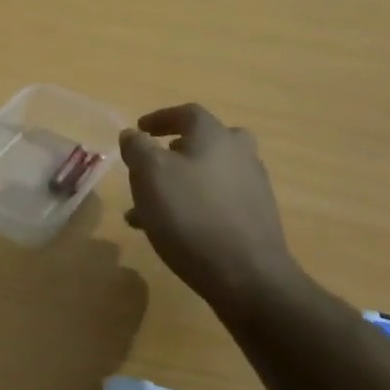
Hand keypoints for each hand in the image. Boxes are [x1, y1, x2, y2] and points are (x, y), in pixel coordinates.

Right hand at [120, 104, 305, 311]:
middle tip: (156, 163)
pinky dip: (195, 206)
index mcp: (214, 136)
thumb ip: (137, 147)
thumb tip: (133, 134)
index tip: (139, 129)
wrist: (247, 276)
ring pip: (210, 175)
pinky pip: (218, 202)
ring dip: (182, 183)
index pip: (187, 113)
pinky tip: (174, 230)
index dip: (160, 118)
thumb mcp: (149, 174)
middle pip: (208, 141)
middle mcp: (239, 154)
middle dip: (178, 149)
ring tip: (150, 208)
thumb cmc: (191, 215)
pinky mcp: (257, 219)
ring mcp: (253, 188)